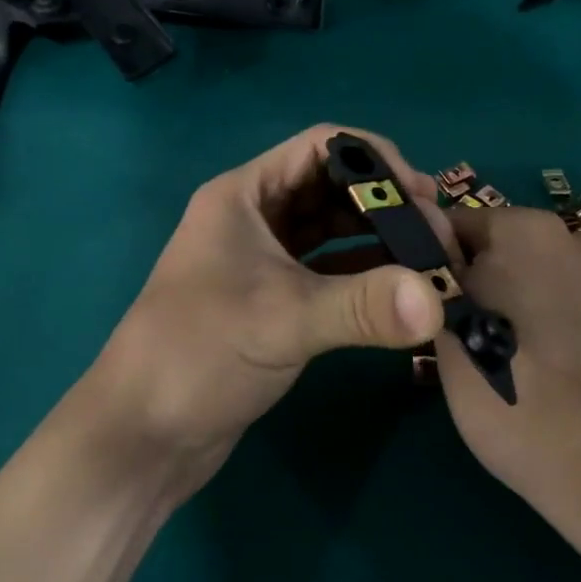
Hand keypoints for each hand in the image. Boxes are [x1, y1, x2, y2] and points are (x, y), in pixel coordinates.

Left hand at [87, 125, 455, 494]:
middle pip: (331, 187)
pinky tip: (402, 291)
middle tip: (437, 236)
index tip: (423, 195)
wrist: (142, 434)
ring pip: (332, 231)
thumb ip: (362, 306)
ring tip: (431, 261)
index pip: (320, 147)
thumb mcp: (282, 320)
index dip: (375, 160)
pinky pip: (329, 272)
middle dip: (385, 203)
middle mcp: (254, 218)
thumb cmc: (197, 355)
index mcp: (244, 195)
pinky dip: (365, 275)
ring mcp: (263, 260)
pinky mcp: (274, 300)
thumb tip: (438, 301)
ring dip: (379, 240)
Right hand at [434, 205, 580, 581]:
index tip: (434, 306)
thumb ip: (437, 285)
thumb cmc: (523, 407)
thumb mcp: (452, 348)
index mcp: (523, 231)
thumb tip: (431, 253)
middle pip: (509, 247)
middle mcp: (576, 236)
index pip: (457, 226)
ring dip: (533, 298)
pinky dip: (573, 319)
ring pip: (551, 274)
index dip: (439, 263)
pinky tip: (573, 369)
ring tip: (530, 359)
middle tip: (476, 339)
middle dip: (488, 280)